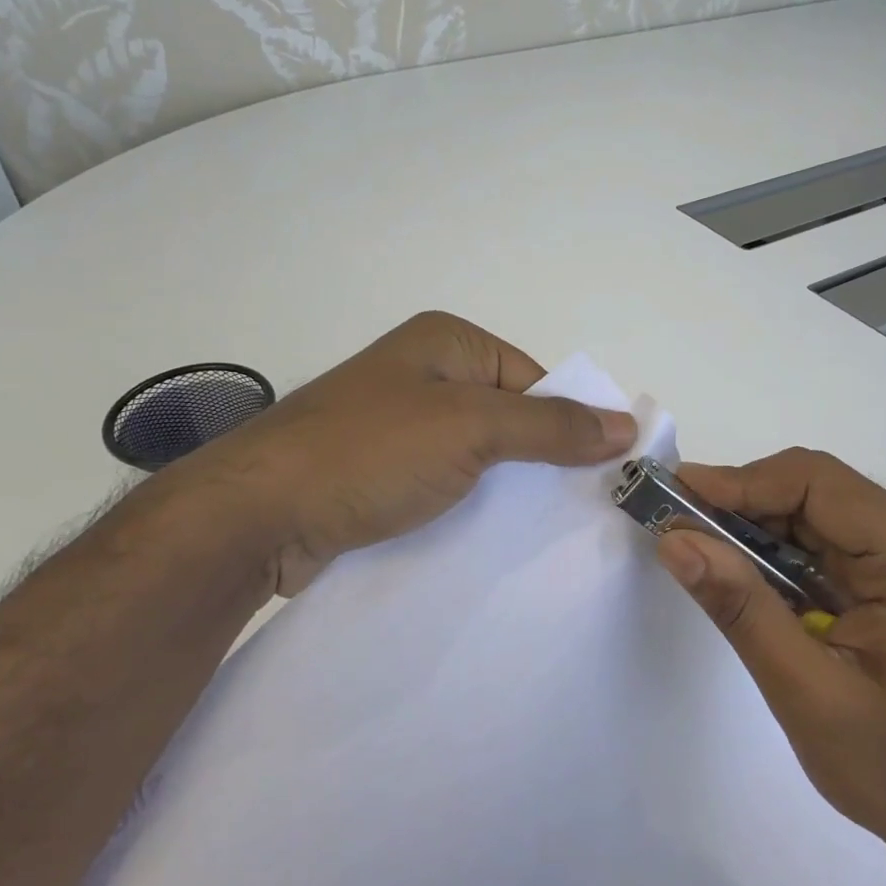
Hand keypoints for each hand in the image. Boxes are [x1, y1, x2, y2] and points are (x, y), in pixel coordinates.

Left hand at [177, 312, 636, 594]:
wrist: (257, 516)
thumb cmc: (371, 453)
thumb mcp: (472, 430)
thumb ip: (551, 426)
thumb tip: (627, 425)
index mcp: (448, 343)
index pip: (536, 381)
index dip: (572, 425)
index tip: (602, 478)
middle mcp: (425, 376)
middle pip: (509, 418)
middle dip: (542, 462)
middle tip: (581, 512)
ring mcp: (399, 426)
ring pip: (479, 457)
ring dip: (507, 490)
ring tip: (545, 535)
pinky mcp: (381, 473)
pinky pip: (446, 484)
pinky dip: (470, 507)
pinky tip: (492, 541)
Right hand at [655, 449, 885, 885]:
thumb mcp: (806, 691)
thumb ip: (741, 608)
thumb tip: (673, 538)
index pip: (816, 483)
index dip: (740, 481)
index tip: (674, 495)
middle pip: (814, 490)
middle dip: (740, 501)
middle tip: (674, 523)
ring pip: (812, 513)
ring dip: (751, 526)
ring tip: (694, 545)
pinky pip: (820, 546)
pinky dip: (772, 555)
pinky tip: (738, 574)